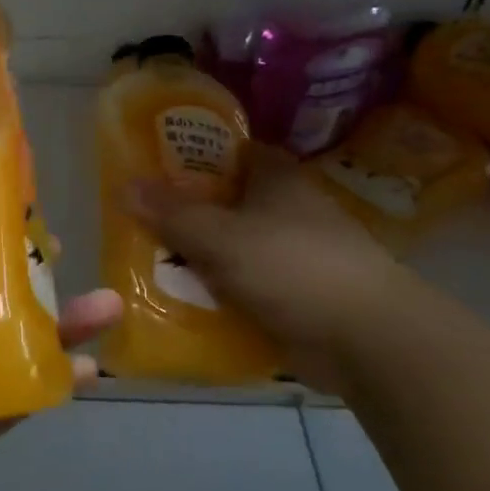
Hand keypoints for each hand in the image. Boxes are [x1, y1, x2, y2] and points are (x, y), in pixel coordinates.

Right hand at [126, 144, 415, 389]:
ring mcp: (292, 253)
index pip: (228, 151)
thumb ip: (172, 213)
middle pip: (225, 201)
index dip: (190, 155)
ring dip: (199, 257)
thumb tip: (124, 185)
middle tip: (137, 221)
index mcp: (275, 177)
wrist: (365, 339)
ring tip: (147, 263)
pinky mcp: (294, 294)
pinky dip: (219, 292)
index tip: (151, 168)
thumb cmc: (292, 266)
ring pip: (232, 246)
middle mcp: (285, 208)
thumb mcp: (222, 236)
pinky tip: (183, 301)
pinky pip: (244, 285)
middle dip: (185, 212)